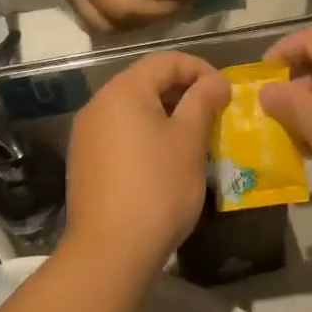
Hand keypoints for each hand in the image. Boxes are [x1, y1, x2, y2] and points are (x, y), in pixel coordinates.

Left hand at [64, 53, 230, 272]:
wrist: (111, 251)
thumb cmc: (158, 188)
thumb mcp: (189, 141)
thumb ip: (203, 101)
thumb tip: (216, 81)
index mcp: (122, 91)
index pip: (166, 61)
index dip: (200, 69)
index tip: (226, 93)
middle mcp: (98, 104)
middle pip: (146, 82)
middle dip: (184, 92)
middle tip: (215, 114)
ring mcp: (87, 134)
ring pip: (133, 109)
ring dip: (167, 115)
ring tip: (195, 137)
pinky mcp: (85, 161)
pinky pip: (121, 133)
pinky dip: (147, 135)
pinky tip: (166, 160)